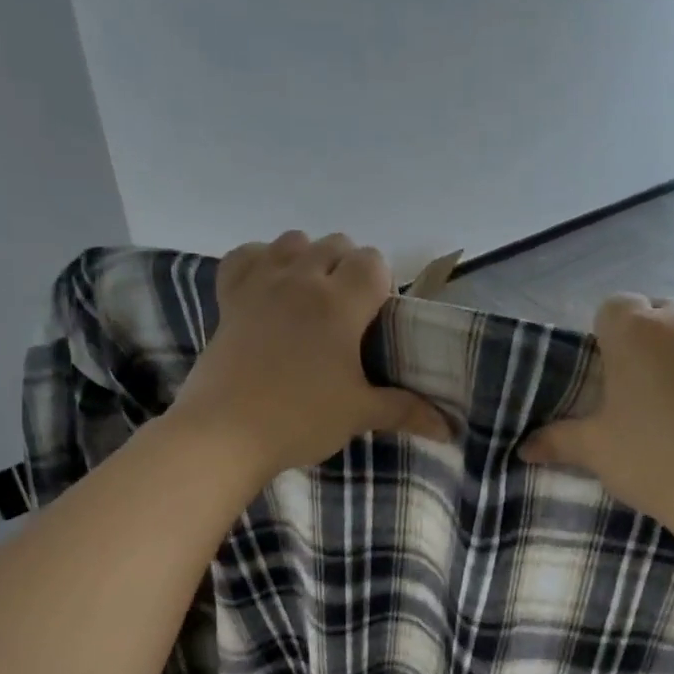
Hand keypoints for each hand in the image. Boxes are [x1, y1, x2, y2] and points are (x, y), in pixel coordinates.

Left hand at [172, 232, 451, 481]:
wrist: (224, 433)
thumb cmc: (300, 419)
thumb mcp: (359, 414)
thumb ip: (406, 410)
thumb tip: (448, 429)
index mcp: (339, 302)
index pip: (372, 261)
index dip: (381, 283)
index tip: (376, 318)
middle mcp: (301, 279)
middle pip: (336, 244)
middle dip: (349, 268)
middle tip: (348, 314)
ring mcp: (261, 283)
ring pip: (293, 240)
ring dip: (309, 258)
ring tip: (310, 298)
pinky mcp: (229, 296)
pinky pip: (246, 255)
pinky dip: (261, 261)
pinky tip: (268, 287)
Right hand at [520, 295, 673, 546]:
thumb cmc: (654, 464)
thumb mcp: (598, 451)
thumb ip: (558, 440)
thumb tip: (524, 448)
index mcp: (635, 332)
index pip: (614, 307)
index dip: (612, 335)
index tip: (617, 370)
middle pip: (663, 314)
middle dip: (656, 340)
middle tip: (656, 388)